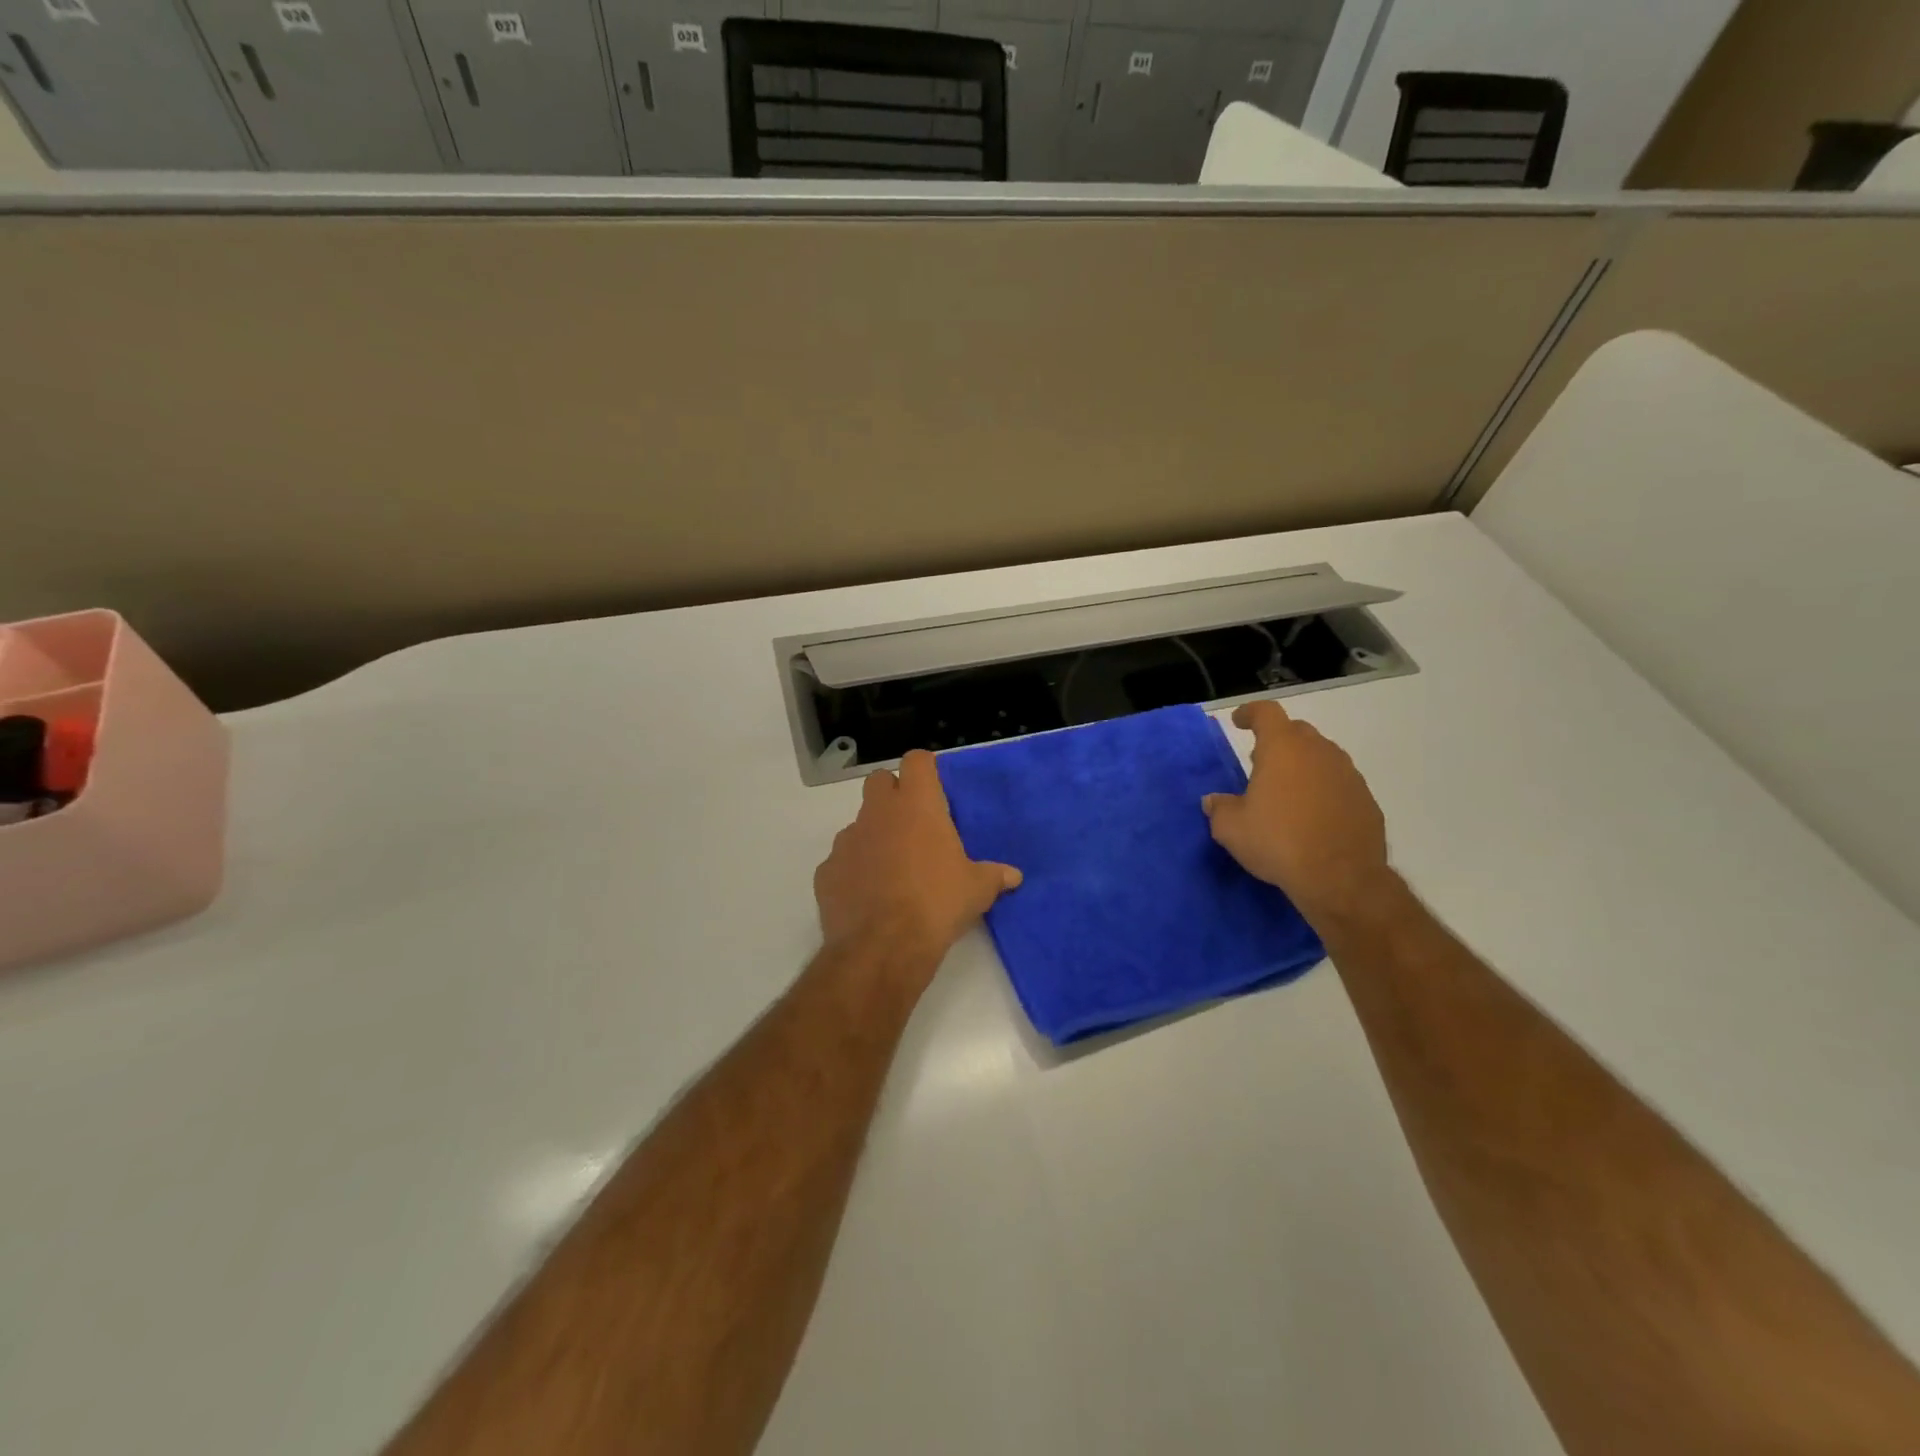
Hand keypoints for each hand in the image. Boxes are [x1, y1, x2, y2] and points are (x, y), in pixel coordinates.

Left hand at [814, 750, 1022, 969]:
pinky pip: (843, 859)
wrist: (882, 948)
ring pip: (860, 822)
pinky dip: (855, 870)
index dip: (925, 770)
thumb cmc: (937, 904)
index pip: (917, 760)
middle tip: (914, 824)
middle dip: (894, 794)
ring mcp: (847, 840)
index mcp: (916, 805)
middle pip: (880, 781)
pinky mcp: (826, 870)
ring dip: (875, 835)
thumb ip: (994, 876)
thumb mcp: (977, 890)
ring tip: (893, 869)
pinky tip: (869, 896)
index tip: (935, 789)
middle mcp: (878, 812)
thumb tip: (1013, 876)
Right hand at [1202, 700, 1394, 928]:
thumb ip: (1219, 808)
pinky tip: (1312, 816)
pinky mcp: (1366, 800)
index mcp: (1283, 749)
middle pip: (1296, 731)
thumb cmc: (1278, 842)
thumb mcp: (1231, 829)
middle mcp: (1319, 752)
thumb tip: (1213, 801)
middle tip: (1260, 763)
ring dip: (1302, 766)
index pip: (1266, 713)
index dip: (1250, 713)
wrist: (1341, 878)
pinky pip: (1339, 783)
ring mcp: (1348, 774)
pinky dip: (1323, 790)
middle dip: (1277, 741)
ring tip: (1286, 792)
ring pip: (1321, 757)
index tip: (1239, 721)